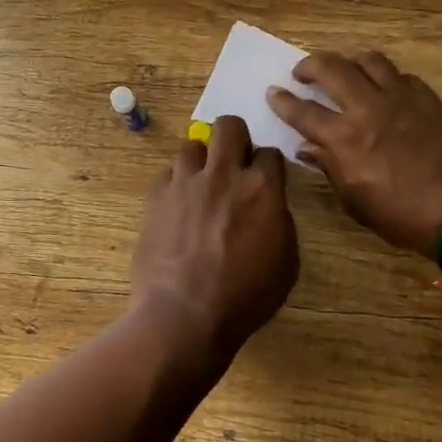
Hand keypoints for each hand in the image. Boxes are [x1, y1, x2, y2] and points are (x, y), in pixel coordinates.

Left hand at [129, 115, 298, 361]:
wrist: (185, 315)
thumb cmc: (245, 297)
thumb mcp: (285, 262)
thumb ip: (278, 220)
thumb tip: (267, 206)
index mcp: (262, 188)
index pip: (270, 152)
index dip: (268, 165)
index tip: (264, 178)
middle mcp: (223, 174)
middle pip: (229, 126)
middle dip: (234, 137)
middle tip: (233, 162)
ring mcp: (185, 182)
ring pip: (192, 146)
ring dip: (201, 161)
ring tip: (200, 185)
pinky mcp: (155, 196)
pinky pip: (167, 173)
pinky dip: (175, 184)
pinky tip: (177, 205)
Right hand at [268, 50, 441, 259]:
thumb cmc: (403, 216)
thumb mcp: (356, 201)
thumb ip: (330, 167)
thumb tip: (308, 148)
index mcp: (345, 138)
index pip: (303, 111)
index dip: (283, 100)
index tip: (273, 92)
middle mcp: (369, 108)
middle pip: (332, 68)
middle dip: (310, 65)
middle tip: (302, 72)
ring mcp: (402, 99)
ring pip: (369, 60)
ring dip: (349, 61)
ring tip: (344, 70)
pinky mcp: (429, 99)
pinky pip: (401, 76)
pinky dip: (385, 78)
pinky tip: (385, 90)